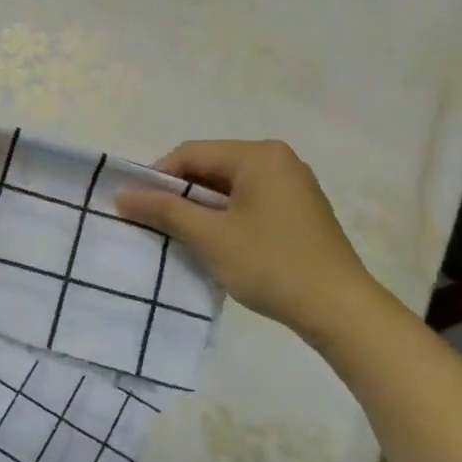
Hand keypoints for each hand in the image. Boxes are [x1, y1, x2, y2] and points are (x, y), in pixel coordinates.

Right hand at [116, 139, 375, 338]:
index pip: (192, 153)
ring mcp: (293, 184)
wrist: (339, 308)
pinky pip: (250, 201)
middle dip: (180, 194)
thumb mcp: (211, 237)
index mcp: (259, 155)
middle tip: (154, 223)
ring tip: (180, 236)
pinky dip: (227, 216)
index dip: (157, 177)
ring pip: (231, 186)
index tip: (135, 206)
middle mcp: (278, 160)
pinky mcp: (300, 209)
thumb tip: (123, 195)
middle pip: (212, 166)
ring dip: (202, 208)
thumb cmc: (270, 264)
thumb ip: (165, 211)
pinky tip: (216, 242)